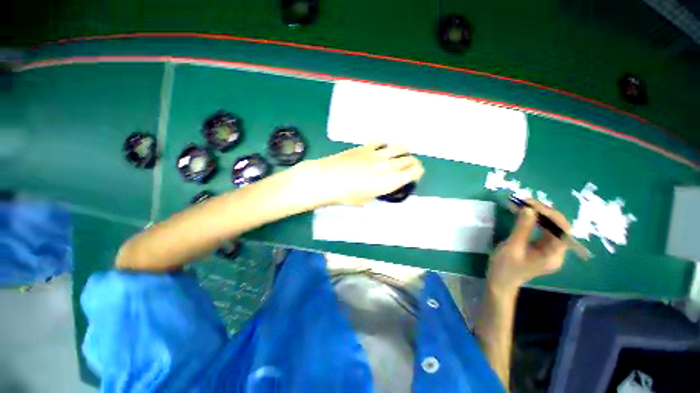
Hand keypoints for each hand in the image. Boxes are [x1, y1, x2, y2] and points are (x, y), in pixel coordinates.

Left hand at [313, 143, 423, 205]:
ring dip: (403, 151)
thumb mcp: (366, 199)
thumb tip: (379, 187)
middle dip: (412, 163)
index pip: (414, 172)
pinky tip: (381, 149)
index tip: (414, 175)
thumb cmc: (346, 195)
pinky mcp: (366, 147)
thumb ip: (377, 191)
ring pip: (399, 147)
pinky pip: (381, 142)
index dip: (417, 172)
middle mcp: (388, 165)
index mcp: (390, 181)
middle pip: (409, 159)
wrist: (328, 180)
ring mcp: (377, 154)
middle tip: (408, 166)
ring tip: (399, 154)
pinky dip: (385, 145)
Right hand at [487, 200, 569, 293]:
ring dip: (539, 215)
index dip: (550, 214)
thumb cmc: (505, 266)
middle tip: (526, 202)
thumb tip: (529, 209)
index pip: (561, 230)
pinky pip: (542, 231)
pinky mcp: (542, 248)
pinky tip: (524, 214)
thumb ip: (522, 228)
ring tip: (523, 205)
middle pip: (558, 227)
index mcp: (553, 255)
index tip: (532, 204)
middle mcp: (557, 252)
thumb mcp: (512, 246)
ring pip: (551, 227)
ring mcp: (550, 250)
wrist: (500, 281)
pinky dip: (534, 221)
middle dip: (544, 212)